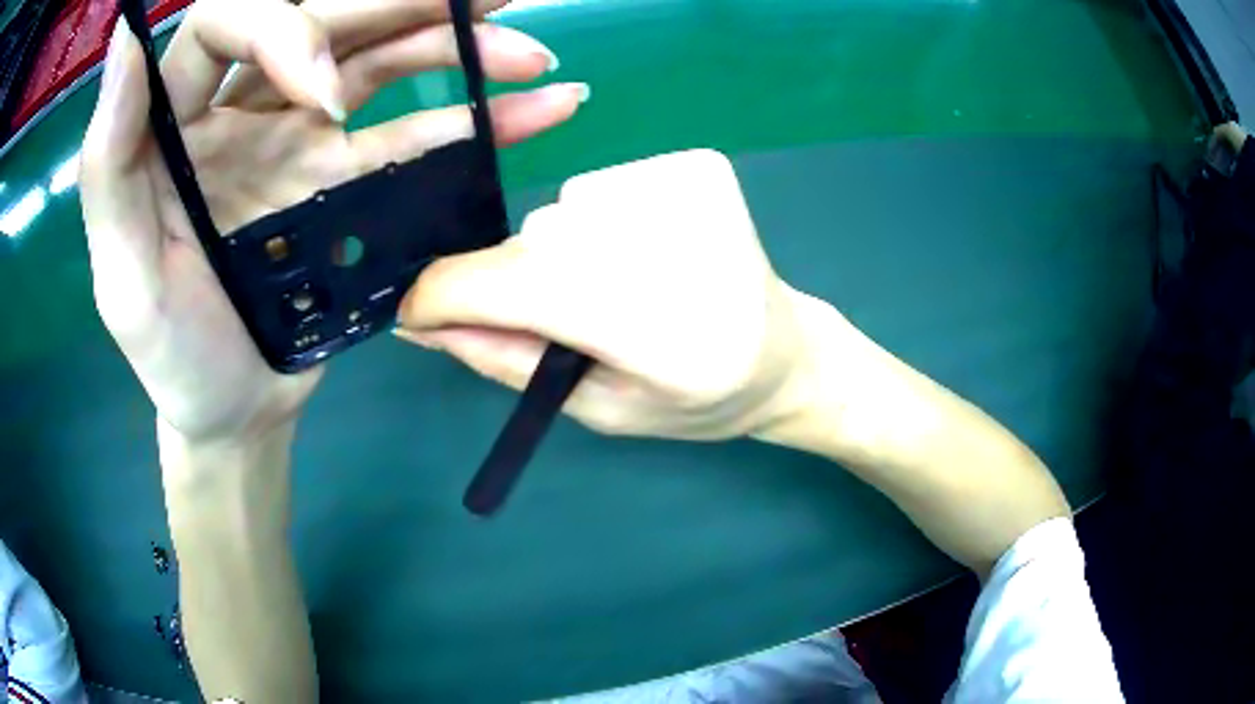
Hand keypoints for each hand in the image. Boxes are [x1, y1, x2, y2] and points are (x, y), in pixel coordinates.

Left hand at [81, 0, 585, 445]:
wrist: (234, 409)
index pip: (227, 21)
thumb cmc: (172, 355)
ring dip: (456, 45)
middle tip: (493, 0)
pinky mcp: (342, 175)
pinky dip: (473, 119)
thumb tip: (127, 35)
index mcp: (174, 121)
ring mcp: (296, 136)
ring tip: (530, 54)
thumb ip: (108, 160)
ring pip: (377, 60)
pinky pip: (410, 131)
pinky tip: (532, 111)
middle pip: (320, 19)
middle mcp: (236, 108)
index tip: (326, 95)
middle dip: (405, 5)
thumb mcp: (122, 276)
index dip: (283, 27)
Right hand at [396, 150, 822, 439]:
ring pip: (562, 210)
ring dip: (566, 253)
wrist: (784, 353)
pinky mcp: (697, 164)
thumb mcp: (596, 408)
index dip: (446, 295)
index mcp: (653, 326)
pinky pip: (602, 187)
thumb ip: (505, 361)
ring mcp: (689, 188)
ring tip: (626, 288)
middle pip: (532, 243)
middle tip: (574, 321)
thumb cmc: (694, 398)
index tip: (419, 312)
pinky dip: (603, 223)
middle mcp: (671, 241)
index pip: (513, 285)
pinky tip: (653, 253)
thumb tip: (422, 324)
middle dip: (519, 286)